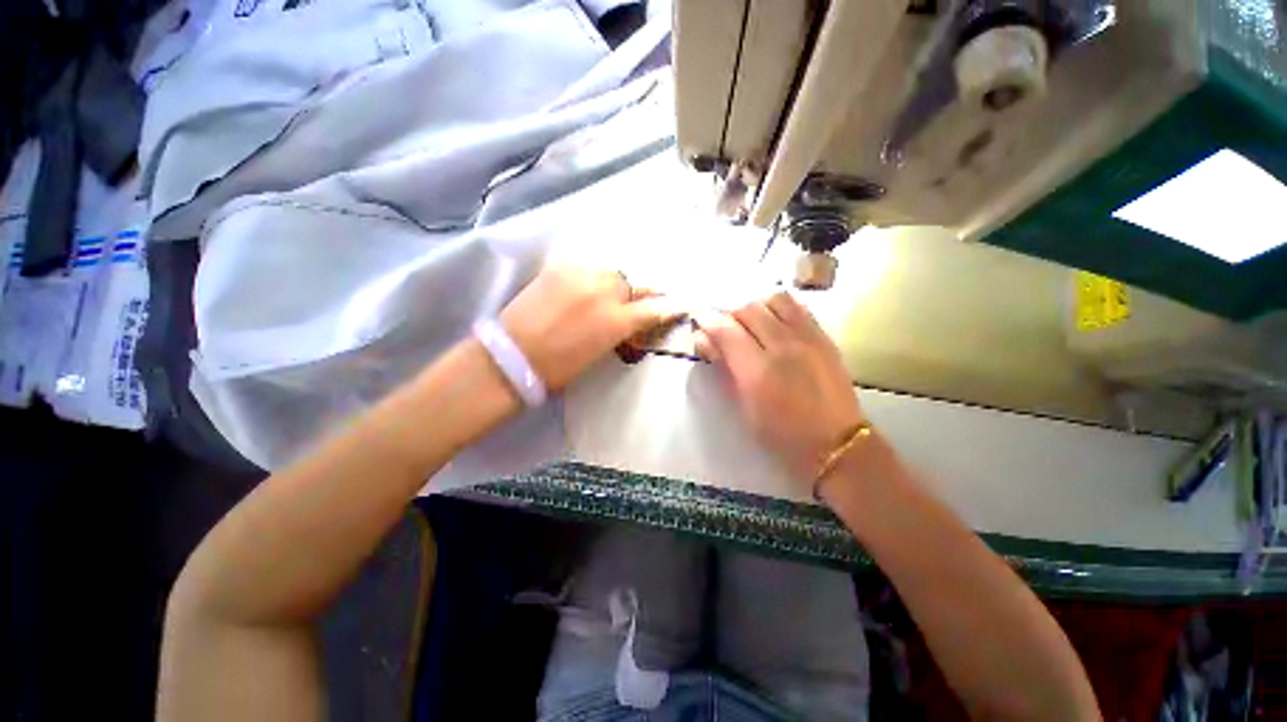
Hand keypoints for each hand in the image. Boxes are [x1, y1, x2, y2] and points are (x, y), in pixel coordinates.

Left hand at [501, 265, 680, 390]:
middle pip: (633, 285)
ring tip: (603, 293)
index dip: (669, 308)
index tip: (680, 304)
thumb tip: (632, 322)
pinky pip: (586, 265)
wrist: (514, 355)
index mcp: (617, 321)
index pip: (654, 309)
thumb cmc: (560, 367)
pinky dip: (591, 275)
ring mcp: (582, 275)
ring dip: (613, 283)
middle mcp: (605, 292)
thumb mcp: (600, 352)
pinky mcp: (560, 267)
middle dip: (636, 295)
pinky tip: (584, 285)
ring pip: (611, 271)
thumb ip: (621, 331)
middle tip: (632, 302)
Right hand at [694, 292, 864, 480]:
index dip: (708, 323)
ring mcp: (807, 339)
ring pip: (773, 300)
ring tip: (751, 324)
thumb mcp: (744, 408)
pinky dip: (779, 308)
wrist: (836, 443)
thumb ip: (724, 370)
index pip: (725, 330)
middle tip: (724, 330)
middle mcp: (782, 347)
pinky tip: (775, 322)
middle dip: (729, 315)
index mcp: (757, 372)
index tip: (700, 325)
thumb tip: (705, 341)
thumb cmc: (782, 435)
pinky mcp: (824, 337)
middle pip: (748, 309)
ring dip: (756, 308)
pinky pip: (798, 307)